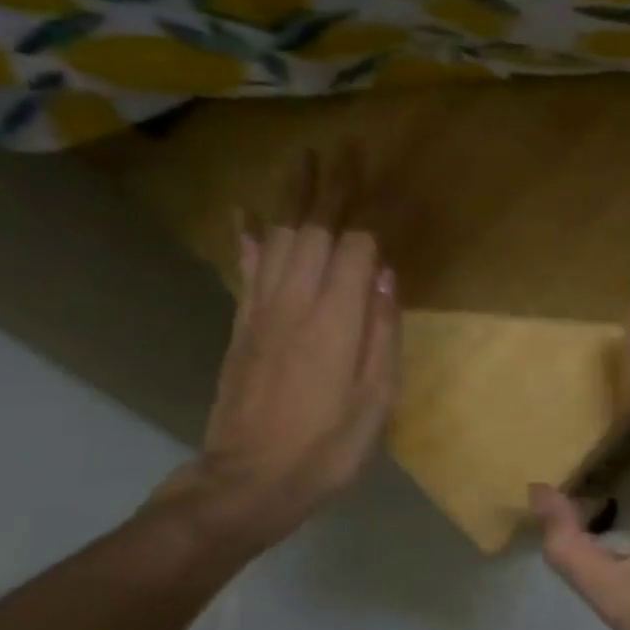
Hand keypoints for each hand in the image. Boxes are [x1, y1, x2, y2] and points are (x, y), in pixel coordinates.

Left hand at [154, 151, 399, 559]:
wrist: (249, 482)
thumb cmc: (326, 449)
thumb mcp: (375, 402)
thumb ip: (381, 334)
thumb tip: (385, 275)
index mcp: (336, 320)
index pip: (356, 246)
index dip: (373, 210)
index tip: (386, 177)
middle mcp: (296, 302)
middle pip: (315, 229)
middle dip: (331, 186)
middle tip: (344, 147)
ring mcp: (263, 311)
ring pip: (280, 238)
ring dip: (294, 197)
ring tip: (306, 161)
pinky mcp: (243, 326)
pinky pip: (247, 268)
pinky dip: (249, 235)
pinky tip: (246, 213)